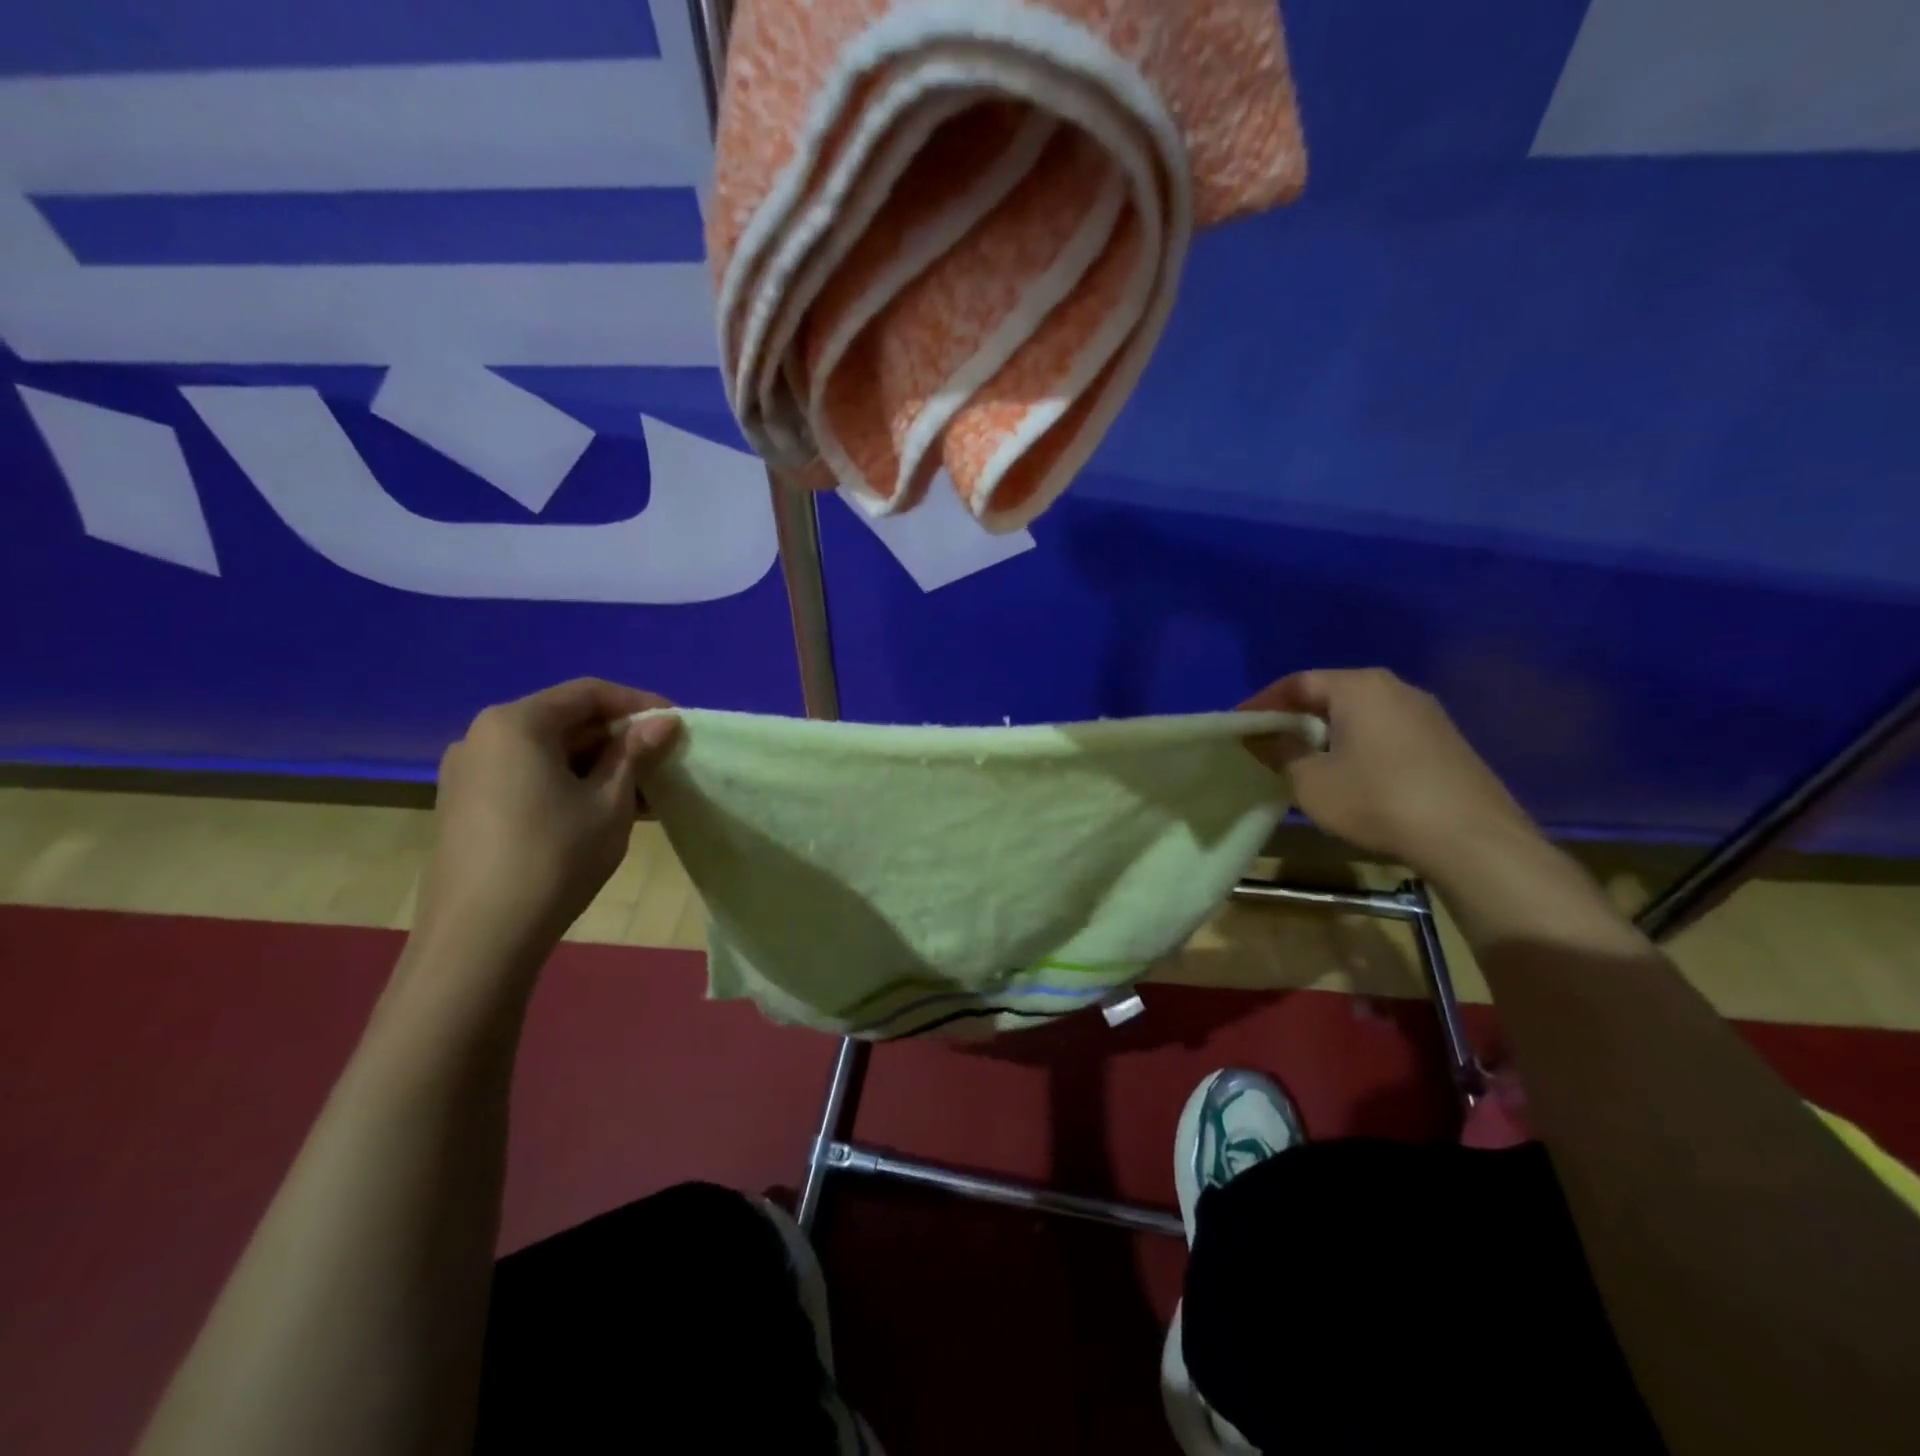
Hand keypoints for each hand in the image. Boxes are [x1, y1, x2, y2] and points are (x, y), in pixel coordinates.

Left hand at [413, 679, 681, 976]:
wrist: (480, 937)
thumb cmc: (555, 857)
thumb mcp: (610, 802)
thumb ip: (636, 753)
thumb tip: (665, 722)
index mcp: (516, 723)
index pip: (589, 693)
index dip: (639, 704)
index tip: (676, 725)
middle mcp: (483, 736)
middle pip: (565, 721)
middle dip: (618, 738)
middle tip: (662, 761)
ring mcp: (468, 772)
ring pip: (548, 753)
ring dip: (597, 766)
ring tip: (641, 793)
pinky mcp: (464, 805)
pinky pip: (527, 777)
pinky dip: (568, 784)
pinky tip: (601, 812)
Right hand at [1240, 667, 1535, 875]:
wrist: (1471, 839)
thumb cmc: (1377, 799)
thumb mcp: (1310, 781)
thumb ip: (1279, 752)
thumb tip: (1258, 736)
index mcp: (1358, 686)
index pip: (1297, 682)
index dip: (1262, 703)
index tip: (1239, 726)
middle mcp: (1394, 688)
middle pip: (1331, 693)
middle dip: (1295, 716)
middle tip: (1267, 741)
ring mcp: (1426, 714)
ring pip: (1360, 713)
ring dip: (1326, 731)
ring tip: (1303, 758)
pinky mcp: (1445, 741)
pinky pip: (1385, 731)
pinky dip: (1356, 743)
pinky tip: (1348, 773)